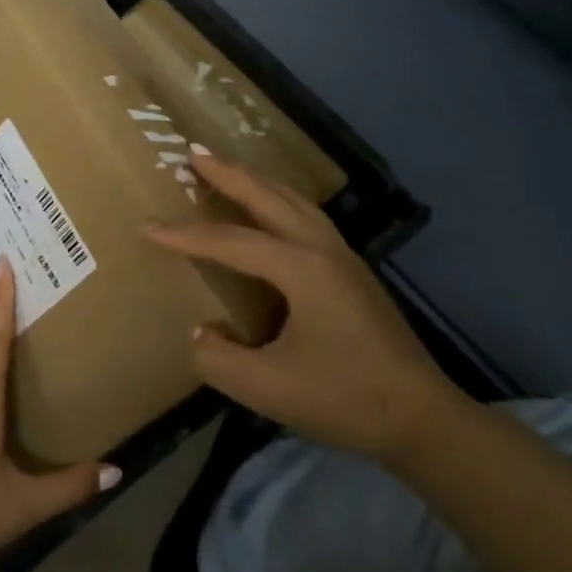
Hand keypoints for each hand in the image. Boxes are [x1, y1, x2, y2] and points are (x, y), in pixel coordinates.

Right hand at [146, 152, 464, 465]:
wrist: (424, 418)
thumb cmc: (346, 399)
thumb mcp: (269, 389)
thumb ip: (219, 360)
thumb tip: (199, 333)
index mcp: (301, 268)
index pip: (230, 242)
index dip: (185, 236)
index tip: (147, 226)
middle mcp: (321, 249)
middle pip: (267, 197)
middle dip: (228, 173)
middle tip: (193, 152)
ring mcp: (343, 257)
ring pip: (293, 201)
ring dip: (256, 181)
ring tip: (228, 169)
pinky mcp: (353, 272)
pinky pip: (307, 216)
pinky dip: (279, 200)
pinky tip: (272, 211)